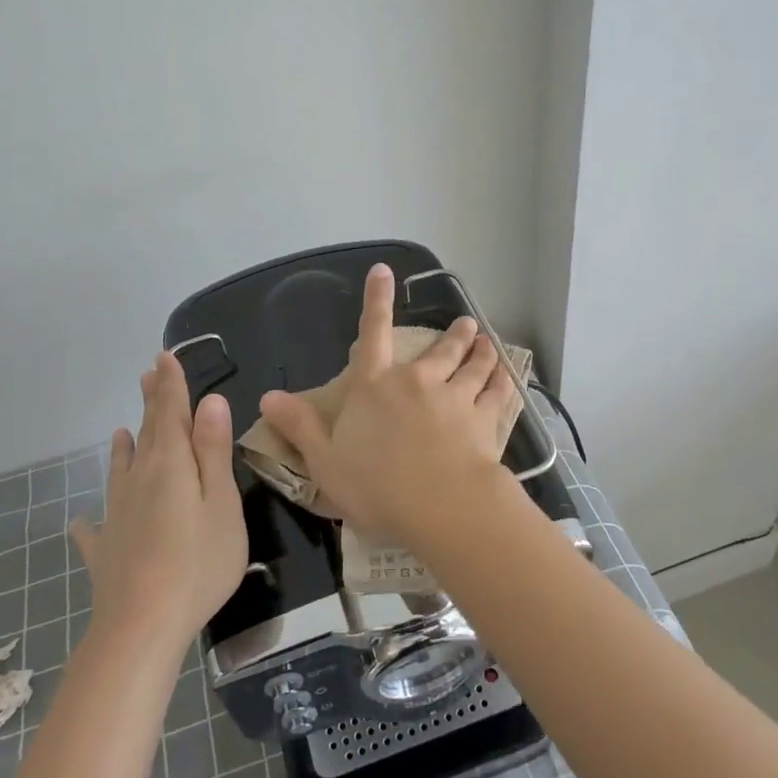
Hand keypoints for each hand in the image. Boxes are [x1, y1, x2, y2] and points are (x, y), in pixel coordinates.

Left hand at [70, 352, 247, 652]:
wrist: (141, 626)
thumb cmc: (197, 562)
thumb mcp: (221, 502)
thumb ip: (213, 452)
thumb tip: (210, 401)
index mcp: (170, 464)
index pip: (170, 412)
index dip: (171, 384)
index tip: (165, 356)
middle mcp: (139, 480)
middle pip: (146, 433)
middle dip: (150, 402)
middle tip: (148, 374)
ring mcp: (118, 514)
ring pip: (121, 470)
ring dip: (124, 447)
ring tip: (119, 431)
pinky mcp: (106, 549)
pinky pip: (98, 526)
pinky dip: (92, 519)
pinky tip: (83, 521)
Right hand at [258, 263, 517, 546]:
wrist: (440, 506)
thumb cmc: (376, 486)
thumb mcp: (325, 461)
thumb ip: (300, 426)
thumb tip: (267, 397)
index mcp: (375, 386)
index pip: (371, 333)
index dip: (376, 300)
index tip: (384, 271)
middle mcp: (417, 381)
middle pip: (439, 349)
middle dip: (453, 334)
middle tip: (466, 323)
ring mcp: (455, 397)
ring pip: (473, 365)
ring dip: (481, 351)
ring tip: (489, 341)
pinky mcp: (485, 418)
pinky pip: (497, 392)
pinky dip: (503, 380)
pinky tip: (510, 375)